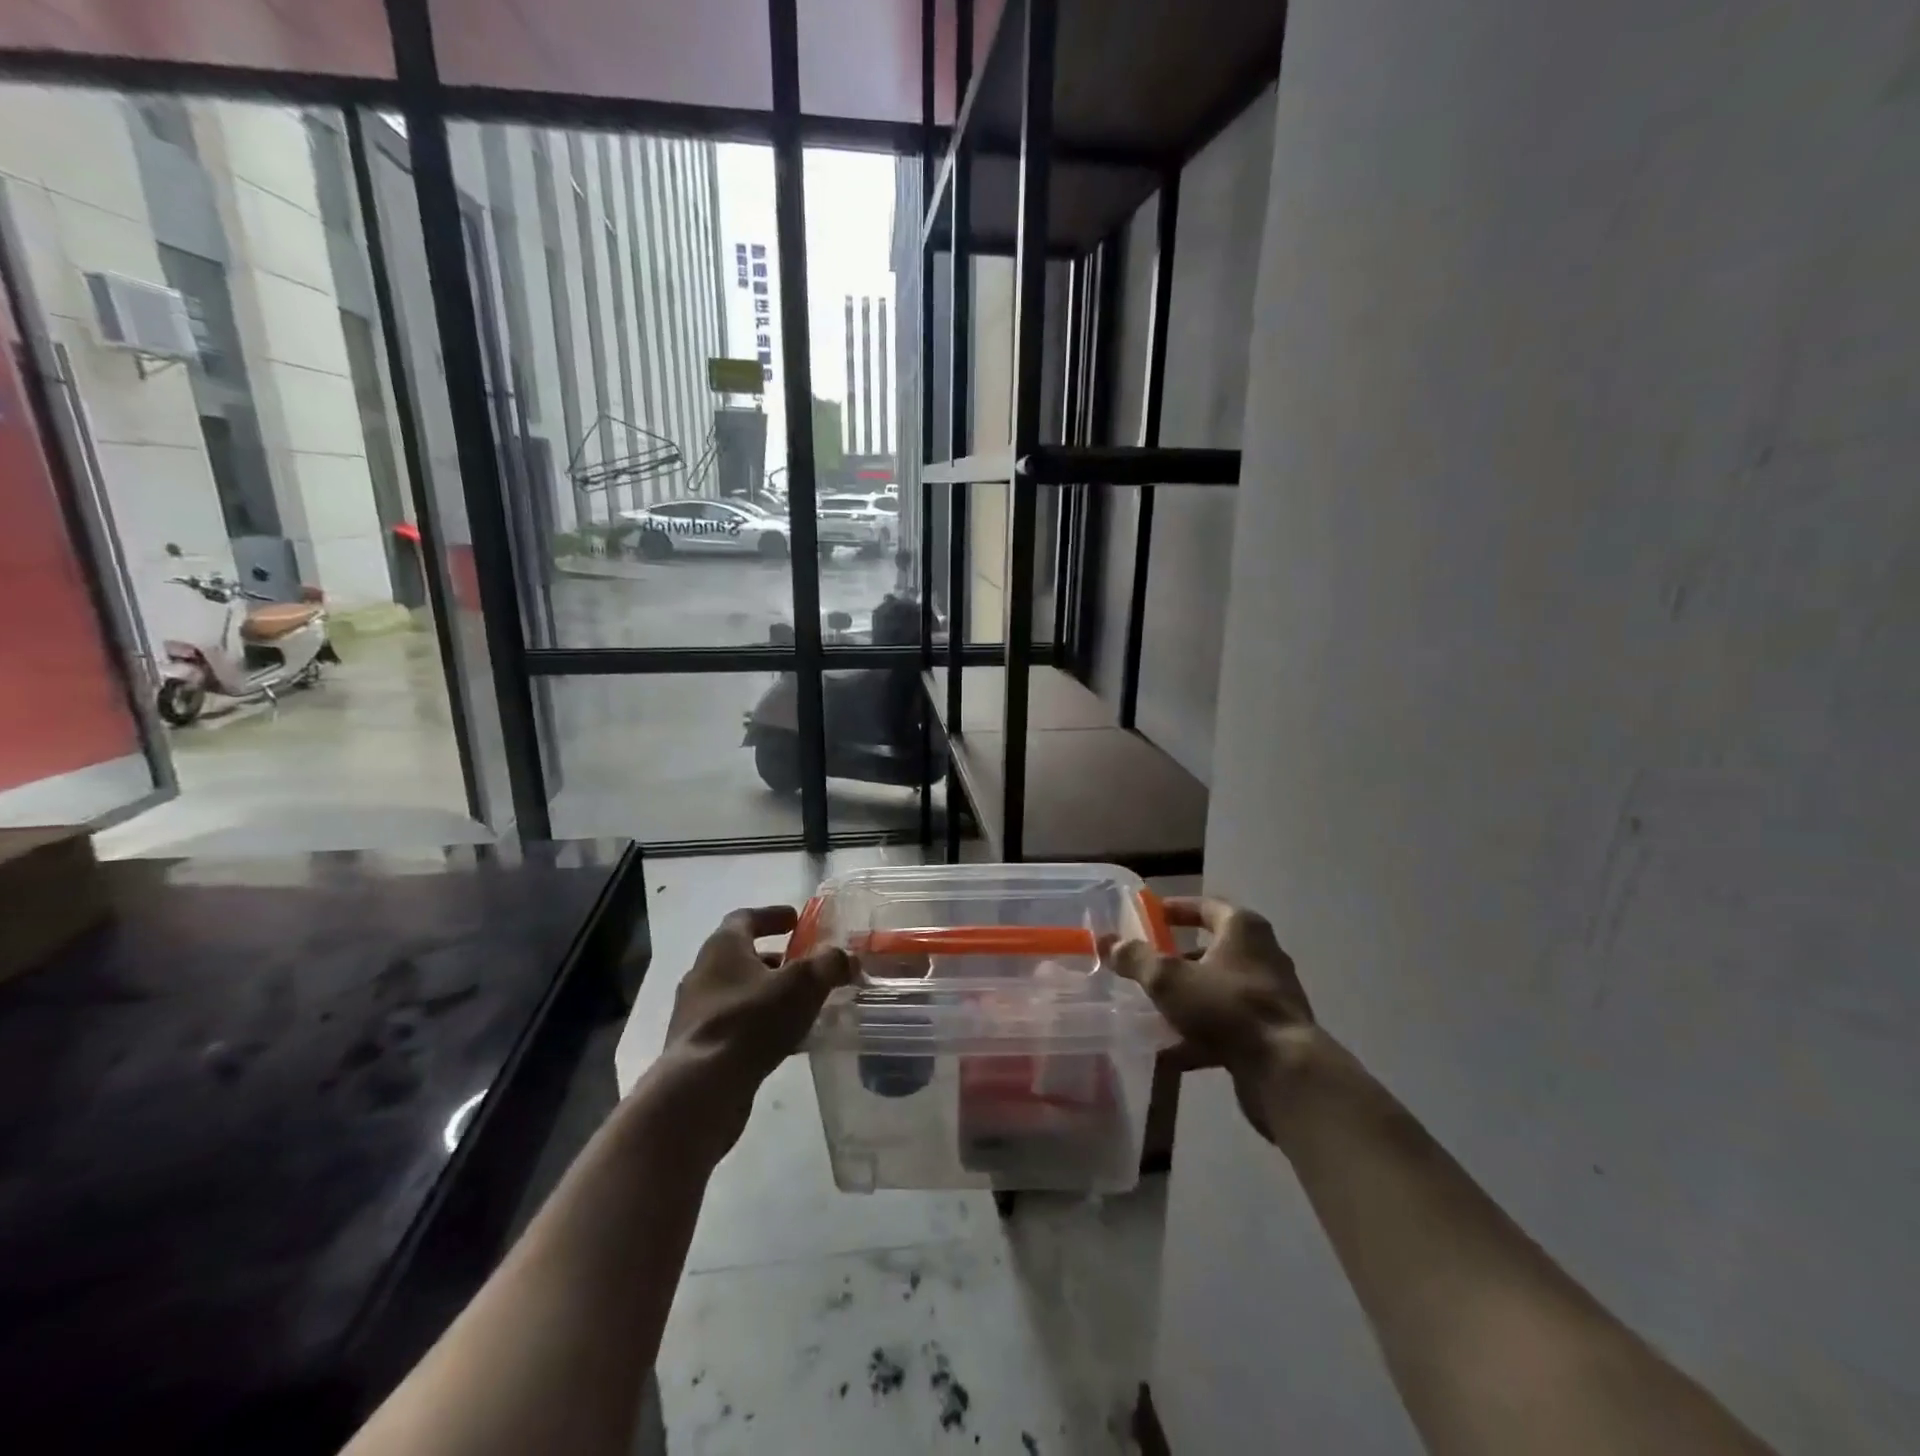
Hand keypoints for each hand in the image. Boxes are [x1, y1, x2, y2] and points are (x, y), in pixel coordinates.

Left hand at [655, 906, 854, 1162]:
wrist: (701, 1089)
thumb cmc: (751, 1021)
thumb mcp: (803, 984)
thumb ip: (828, 964)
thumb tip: (846, 958)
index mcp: (722, 948)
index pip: (745, 918)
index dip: (772, 915)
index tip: (795, 920)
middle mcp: (703, 974)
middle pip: (741, 956)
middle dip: (775, 959)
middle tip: (804, 966)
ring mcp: (696, 1012)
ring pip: (738, 992)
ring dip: (768, 993)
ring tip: (801, 1005)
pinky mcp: (697, 1047)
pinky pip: (735, 1023)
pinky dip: (760, 1023)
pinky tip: (786, 1040)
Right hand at [1108, 897, 1316, 1138]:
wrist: (1284, 1070)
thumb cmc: (1226, 1007)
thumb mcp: (1168, 978)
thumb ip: (1136, 958)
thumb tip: (1106, 941)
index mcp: (1243, 929)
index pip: (1206, 907)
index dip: (1177, 909)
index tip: (1151, 917)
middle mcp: (1262, 956)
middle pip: (1212, 950)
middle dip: (1177, 960)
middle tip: (1146, 967)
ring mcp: (1269, 997)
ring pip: (1217, 991)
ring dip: (1186, 999)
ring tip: (1151, 1010)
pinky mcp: (1270, 1034)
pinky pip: (1226, 1026)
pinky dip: (1198, 1035)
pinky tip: (1168, 1052)